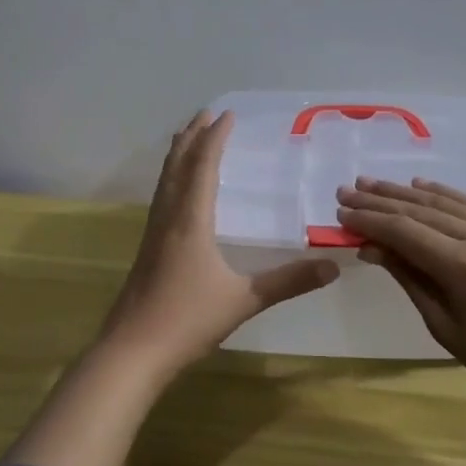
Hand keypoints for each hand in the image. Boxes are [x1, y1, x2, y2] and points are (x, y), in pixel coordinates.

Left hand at [100, 110, 339, 374]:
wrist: (132, 351)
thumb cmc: (187, 320)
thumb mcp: (243, 300)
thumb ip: (288, 282)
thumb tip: (333, 267)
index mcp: (190, 221)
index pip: (203, 167)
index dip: (214, 139)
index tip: (226, 115)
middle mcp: (168, 218)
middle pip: (178, 166)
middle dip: (192, 138)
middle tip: (205, 114)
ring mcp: (153, 234)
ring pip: (164, 181)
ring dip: (178, 155)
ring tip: (186, 138)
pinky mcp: (147, 250)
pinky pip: (160, 199)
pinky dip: (170, 179)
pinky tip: (175, 192)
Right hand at [336, 177, 465, 426]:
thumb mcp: (446, 328)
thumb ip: (410, 279)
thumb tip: (373, 248)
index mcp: (464, 267)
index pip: (404, 232)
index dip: (368, 221)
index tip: (340, 215)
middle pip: (421, 211)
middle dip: (379, 201)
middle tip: (346, 192)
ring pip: (446, 202)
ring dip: (406, 192)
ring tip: (372, 184)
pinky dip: (444, 194)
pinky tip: (422, 186)